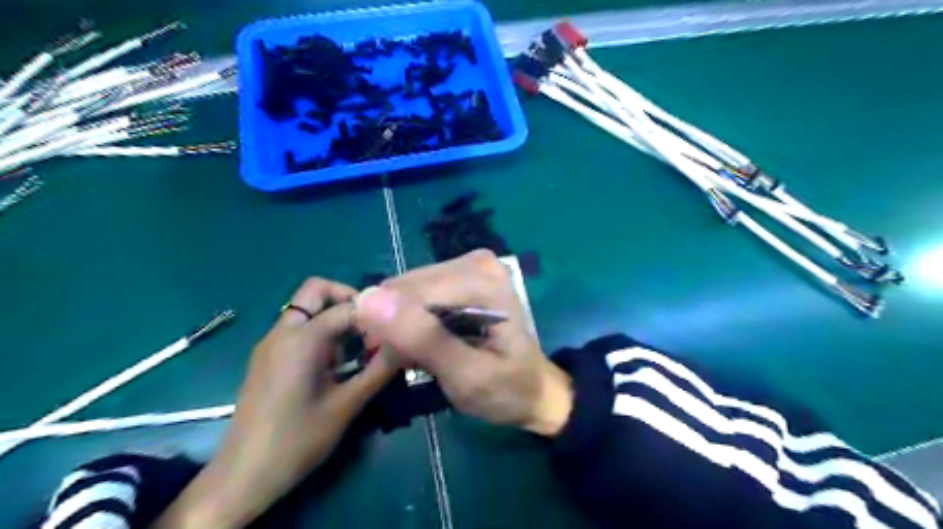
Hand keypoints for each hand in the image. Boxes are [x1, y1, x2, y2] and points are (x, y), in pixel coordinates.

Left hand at [156, 279, 396, 526]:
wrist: (242, 476)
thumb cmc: (297, 439)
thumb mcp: (347, 405)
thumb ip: (379, 370)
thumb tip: (408, 344)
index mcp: (301, 338)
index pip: (347, 307)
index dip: (374, 315)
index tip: (393, 332)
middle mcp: (283, 332)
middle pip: (316, 290)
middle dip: (347, 299)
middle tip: (371, 326)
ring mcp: (271, 343)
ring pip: (306, 308)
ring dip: (335, 316)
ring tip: (359, 348)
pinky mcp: (267, 358)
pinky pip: (298, 328)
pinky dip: (321, 331)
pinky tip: (336, 363)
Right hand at [353, 253, 573, 438]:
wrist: (534, 389)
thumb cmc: (506, 390)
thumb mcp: (466, 375)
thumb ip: (423, 338)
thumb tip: (368, 299)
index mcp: (482, 281)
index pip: (410, 294)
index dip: (391, 329)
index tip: (395, 364)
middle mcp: (476, 262)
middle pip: (408, 288)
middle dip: (398, 327)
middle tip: (410, 362)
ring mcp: (470, 265)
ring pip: (408, 290)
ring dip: (404, 325)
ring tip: (420, 354)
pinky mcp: (463, 274)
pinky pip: (420, 292)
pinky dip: (415, 319)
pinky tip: (428, 340)